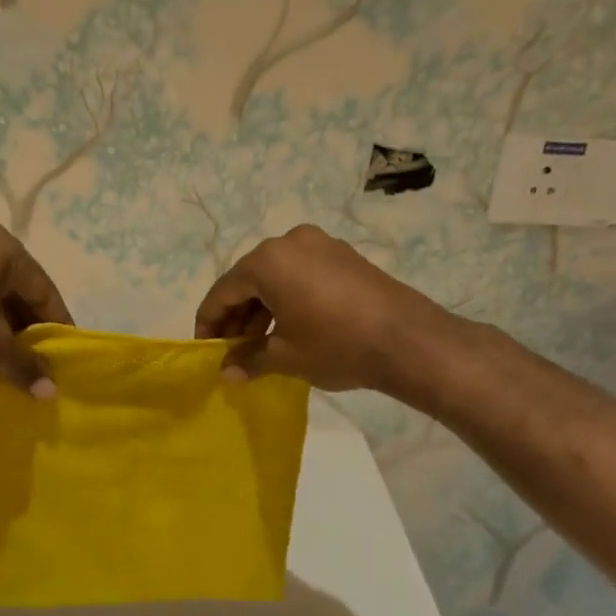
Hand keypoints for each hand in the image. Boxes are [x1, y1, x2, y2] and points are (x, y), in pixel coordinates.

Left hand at [0, 222, 73, 396]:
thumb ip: (27, 365)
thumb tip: (51, 393)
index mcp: (6, 248)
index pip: (45, 291)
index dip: (57, 328)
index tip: (64, 357)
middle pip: (18, 288)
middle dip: (27, 327)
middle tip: (35, 361)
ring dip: (2, 323)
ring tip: (6, 358)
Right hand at [194, 225, 442, 393]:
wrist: (409, 341)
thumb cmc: (335, 345)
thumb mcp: (284, 356)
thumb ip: (248, 360)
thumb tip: (225, 374)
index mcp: (267, 261)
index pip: (223, 291)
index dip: (209, 323)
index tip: (207, 350)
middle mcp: (290, 242)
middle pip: (249, 280)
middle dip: (237, 316)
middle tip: (233, 350)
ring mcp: (321, 245)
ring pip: (277, 277)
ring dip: (263, 308)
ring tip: (260, 344)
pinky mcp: (344, 256)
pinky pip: (302, 274)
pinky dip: (288, 298)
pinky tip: (290, 327)